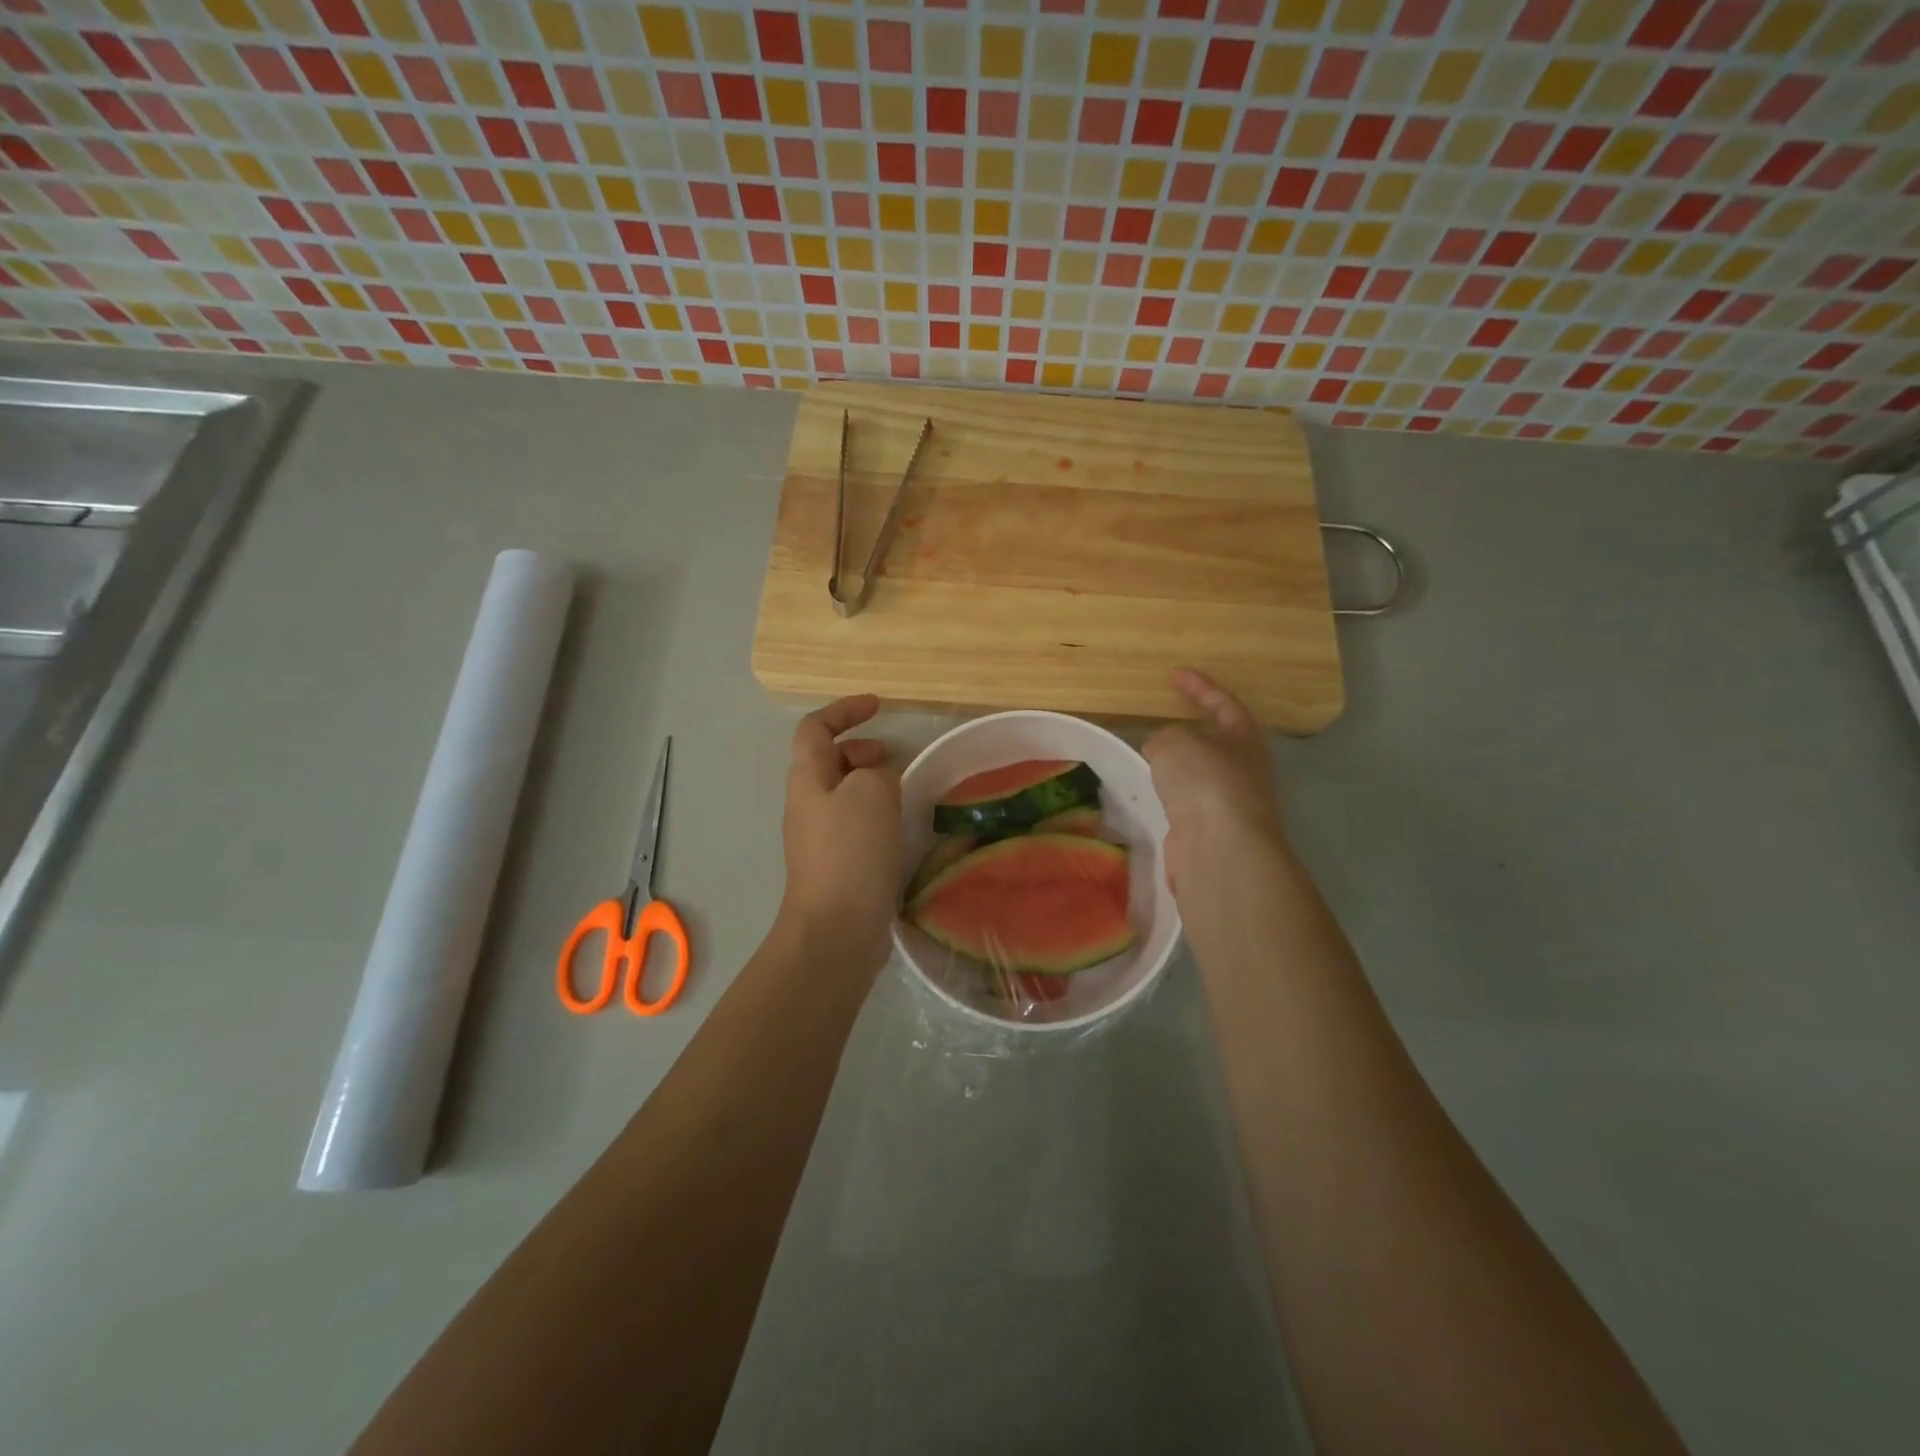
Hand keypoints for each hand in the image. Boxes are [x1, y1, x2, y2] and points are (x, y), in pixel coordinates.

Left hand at [779, 695, 902, 971]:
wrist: (836, 928)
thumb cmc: (851, 851)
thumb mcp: (871, 793)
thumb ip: (877, 771)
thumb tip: (878, 776)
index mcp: (807, 778)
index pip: (815, 728)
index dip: (844, 710)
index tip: (877, 707)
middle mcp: (806, 803)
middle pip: (827, 759)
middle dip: (859, 748)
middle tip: (892, 757)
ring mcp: (817, 837)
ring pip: (842, 793)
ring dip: (869, 782)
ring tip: (901, 791)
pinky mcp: (834, 864)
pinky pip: (852, 822)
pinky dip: (873, 812)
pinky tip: (897, 828)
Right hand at [1144, 669, 1287, 890]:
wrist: (1219, 846)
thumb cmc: (1204, 780)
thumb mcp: (1175, 742)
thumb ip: (1165, 739)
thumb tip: (1163, 752)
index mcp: (1244, 738)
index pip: (1224, 703)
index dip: (1199, 687)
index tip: (1175, 675)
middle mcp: (1245, 770)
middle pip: (1219, 743)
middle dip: (1194, 732)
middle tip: (1165, 723)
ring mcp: (1232, 804)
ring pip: (1203, 777)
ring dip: (1181, 768)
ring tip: (1152, 761)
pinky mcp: (1213, 832)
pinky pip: (1189, 805)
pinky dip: (1172, 797)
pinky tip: (1153, 796)